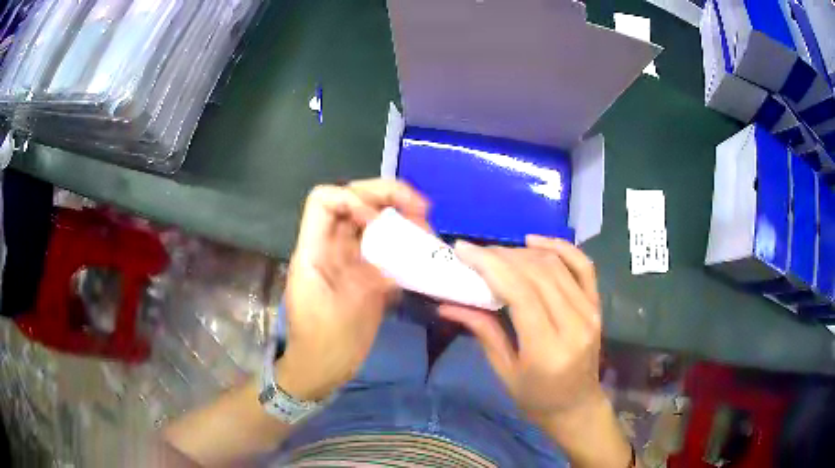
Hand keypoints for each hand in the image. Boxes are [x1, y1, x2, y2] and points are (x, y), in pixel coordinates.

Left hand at [278, 179, 428, 400]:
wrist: (323, 368)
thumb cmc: (325, 344)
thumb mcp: (348, 311)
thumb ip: (372, 279)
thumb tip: (400, 257)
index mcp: (314, 250)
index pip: (325, 200)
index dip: (353, 198)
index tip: (379, 220)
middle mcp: (330, 246)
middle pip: (354, 200)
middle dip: (387, 196)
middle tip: (422, 209)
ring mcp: (348, 258)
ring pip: (372, 220)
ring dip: (401, 216)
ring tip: (427, 229)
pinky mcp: (364, 272)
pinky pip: (384, 245)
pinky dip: (404, 242)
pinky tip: (423, 251)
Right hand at [439, 235, 603, 420]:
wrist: (577, 406)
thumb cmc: (536, 398)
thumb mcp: (504, 371)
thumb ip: (482, 331)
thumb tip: (447, 303)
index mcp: (548, 348)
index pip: (520, 292)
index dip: (490, 265)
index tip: (464, 249)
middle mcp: (575, 324)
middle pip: (538, 273)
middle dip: (502, 256)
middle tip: (476, 253)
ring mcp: (590, 312)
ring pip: (556, 265)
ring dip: (523, 252)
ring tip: (498, 254)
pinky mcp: (597, 306)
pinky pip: (583, 266)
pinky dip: (560, 247)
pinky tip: (535, 242)